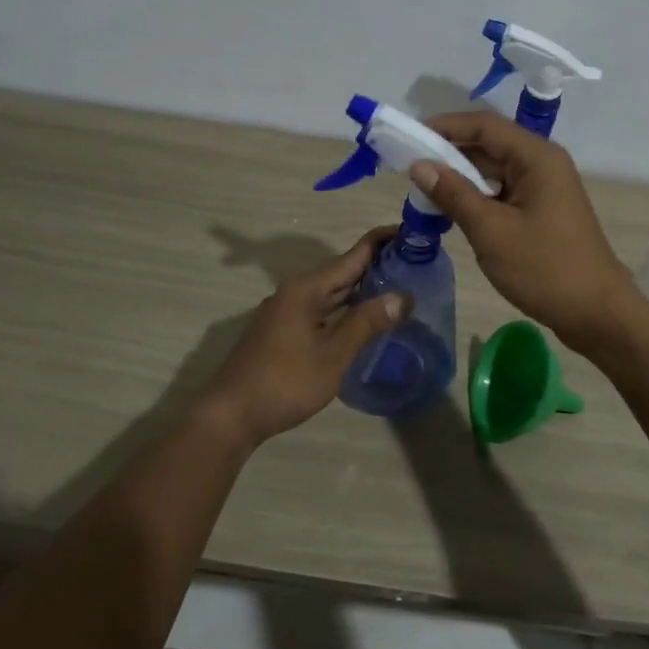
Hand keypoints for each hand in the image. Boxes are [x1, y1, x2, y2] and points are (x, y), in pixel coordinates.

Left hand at [201, 227, 406, 445]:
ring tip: (399, 287)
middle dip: (377, 265)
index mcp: (306, 289)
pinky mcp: (284, 331)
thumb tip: (403, 296)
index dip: (383, 242)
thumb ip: (366, 322)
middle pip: (342, 271)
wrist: (232, 415)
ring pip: (332, 293)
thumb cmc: (285, 382)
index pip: (353, 255)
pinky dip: (346, 309)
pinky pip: (322, 310)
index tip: (414, 233)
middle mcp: (295, 292)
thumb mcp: (333, 354)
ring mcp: (287, 312)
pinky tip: (364, 319)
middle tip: (416, 263)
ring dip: (362, 289)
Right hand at [412, 112, 638, 354]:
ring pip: (494, 170)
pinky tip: (450, 209)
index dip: (445, 126)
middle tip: (408, 165)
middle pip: (489, 144)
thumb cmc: (544, 268)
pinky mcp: (541, 210)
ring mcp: (543, 188)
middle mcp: (542, 163)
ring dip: (460, 176)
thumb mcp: (491, 231)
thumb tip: (419, 165)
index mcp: (536, 157)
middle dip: (448, 152)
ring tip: (422, 188)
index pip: (484, 125)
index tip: (408, 136)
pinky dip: (476, 196)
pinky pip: (502, 192)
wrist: (596, 313)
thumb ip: (454, 194)